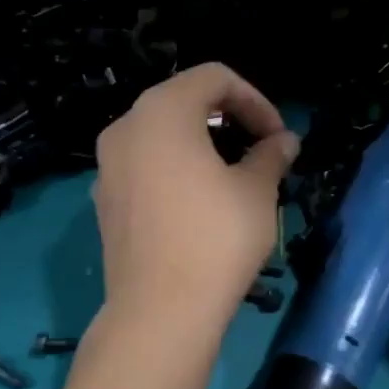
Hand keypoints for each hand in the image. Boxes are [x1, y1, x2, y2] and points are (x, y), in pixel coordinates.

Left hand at [93, 63, 296, 330]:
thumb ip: (271, 154)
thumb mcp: (257, 191)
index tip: (278, 137)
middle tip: (261, 152)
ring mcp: (108, 166)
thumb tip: (284, 141)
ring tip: (235, 177)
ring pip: (162, 135)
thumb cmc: (216, 238)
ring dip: (203, 145)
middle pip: (183, 101)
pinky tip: (199, 204)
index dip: (255, 100)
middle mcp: (125, 128)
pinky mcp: (105, 201)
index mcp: (162, 111)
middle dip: (229, 120)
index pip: (214, 77)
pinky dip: (175, 169)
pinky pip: (145, 166)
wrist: (160, 311)